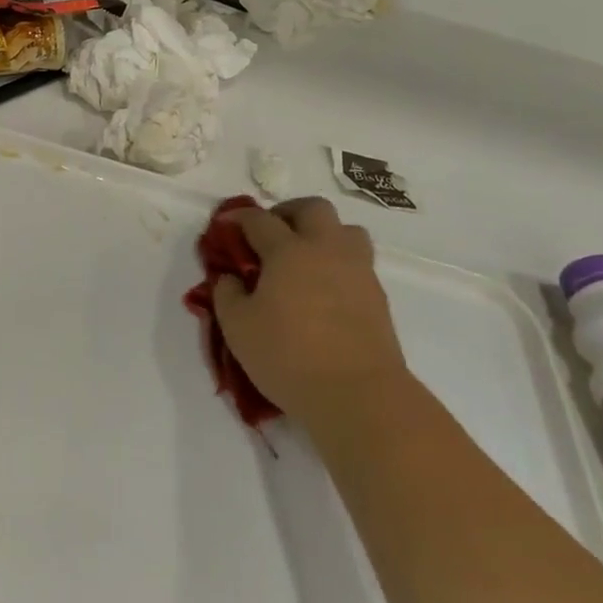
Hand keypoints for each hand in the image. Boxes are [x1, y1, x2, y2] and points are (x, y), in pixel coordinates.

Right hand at [211, 198, 405, 428]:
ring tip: (306, 258)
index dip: (237, 218)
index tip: (224, 225)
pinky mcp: (377, 295)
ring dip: (323, 233)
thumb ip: (227, 294)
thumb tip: (230, 277)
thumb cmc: (289, 357)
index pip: (259, 220)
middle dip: (288, 213)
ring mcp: (357, 270)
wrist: (359, 395)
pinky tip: (324, 290)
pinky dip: (338, 264)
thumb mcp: (238, 328)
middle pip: (312, 208)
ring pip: (345, 230)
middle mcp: (325, 249)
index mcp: (288, 251)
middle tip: (271, 234)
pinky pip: (357, 262)